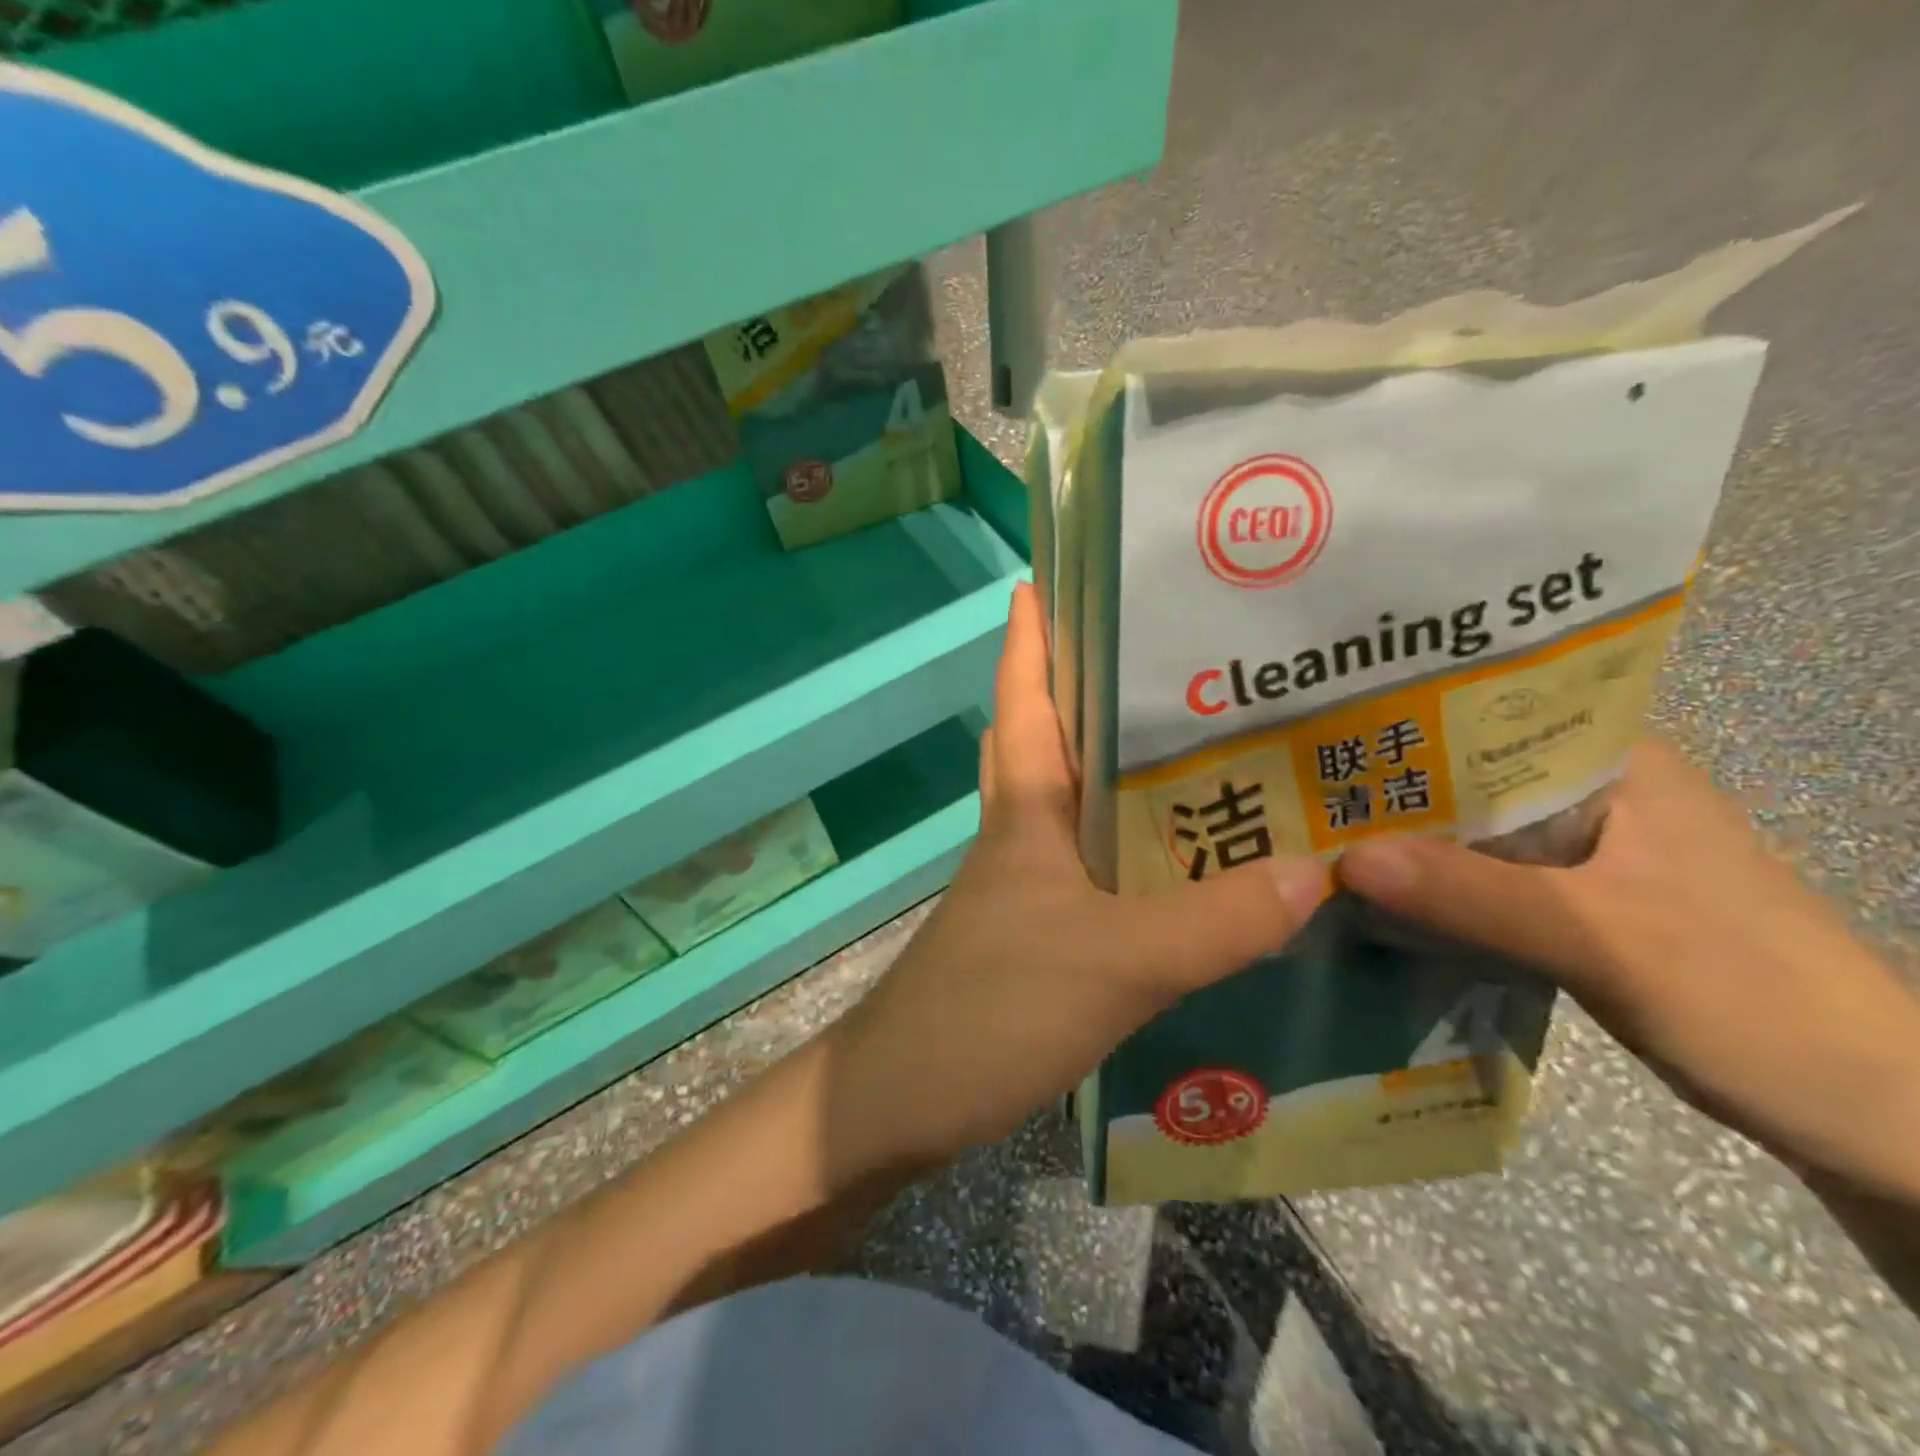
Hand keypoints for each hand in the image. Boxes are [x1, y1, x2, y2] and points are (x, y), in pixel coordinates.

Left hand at [827, 583, 1329, 1167]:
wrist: (900, 1100)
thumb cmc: (988, 1008)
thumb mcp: (1113, 961)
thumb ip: (1214, 921)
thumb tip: (1318, 871)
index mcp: (1025, 808)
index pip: (1023, 696)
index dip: (1032, 633)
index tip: (1052, 574)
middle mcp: (1022, 831)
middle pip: (1052, 737)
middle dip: (1094, 689)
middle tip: (1174, 654)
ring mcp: (1026, 884)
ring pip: (1076, 803)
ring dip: (1123, 772)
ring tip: (1207, 745)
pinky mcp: (1039, 933)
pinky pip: (1093, 869)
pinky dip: (1133, 851)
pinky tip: (1188, 864)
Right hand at [1340, 739, 1919, 1201]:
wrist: (1873, 1120)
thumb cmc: (1756, 1002)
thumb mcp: (1609, 942)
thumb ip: (1477, 898)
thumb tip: (1343, 858)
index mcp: (1618, 764)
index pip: (1490, 712)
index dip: (1403, 715)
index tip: (1318, 727)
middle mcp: (1596, 794)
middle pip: (1468, 773)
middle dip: (1388, 781)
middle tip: (1291, 786)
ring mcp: (1586, 852)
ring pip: (1471, 828)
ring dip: (1406, 836)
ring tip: (1313, 831)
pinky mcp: (1576, 902)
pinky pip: (1482, 876)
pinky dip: (1433, 882)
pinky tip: (1375, 891)